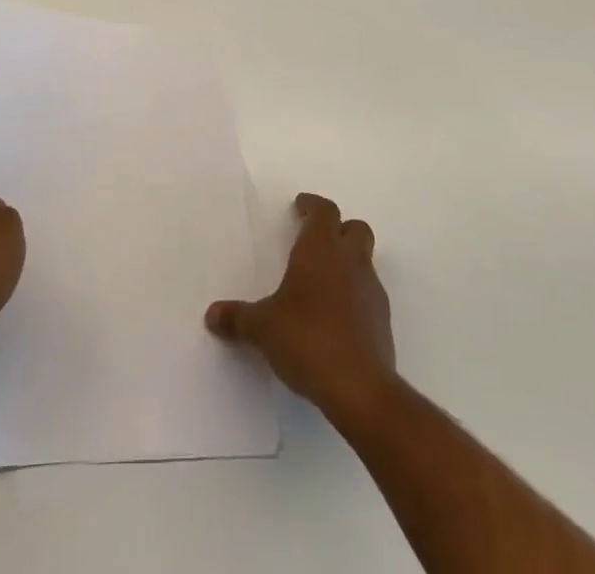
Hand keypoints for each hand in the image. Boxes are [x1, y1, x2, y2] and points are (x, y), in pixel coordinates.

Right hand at [206, 192, 395, 412]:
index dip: (312, 206)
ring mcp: (372, 291)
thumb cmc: (306, 339)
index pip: (324, 211)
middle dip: (338, 229)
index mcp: (321, 249)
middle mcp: (351, 261)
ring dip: (348, 263)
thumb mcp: (262, 328)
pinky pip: (369, 296)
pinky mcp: (383, 323)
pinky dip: (355, 296)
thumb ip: (238, 318)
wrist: (359, 388)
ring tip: (323, 282)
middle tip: (316, 240)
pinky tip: (337, 317)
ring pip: (365, 261)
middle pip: (355, 228)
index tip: (300, 207)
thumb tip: (211, 315)